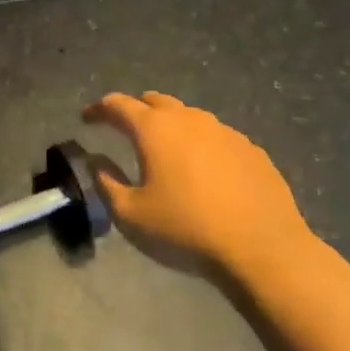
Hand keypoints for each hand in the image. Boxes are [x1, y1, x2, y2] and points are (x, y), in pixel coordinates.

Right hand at [82, 91, 309, 277]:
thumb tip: (97, 161)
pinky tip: (204, 171)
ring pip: (188, 117)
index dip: (98, 109)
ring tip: (165, 151)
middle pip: (154, 101)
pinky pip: (216, 137)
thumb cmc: (186, 230)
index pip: (118, 105)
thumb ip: (106, 183)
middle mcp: (189, 119)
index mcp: (154, 129)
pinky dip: (200, 145)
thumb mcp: (131, 215)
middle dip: (135, 110)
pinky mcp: (251, 149)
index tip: (87, 118)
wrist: (262, 249)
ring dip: (170, 126)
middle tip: (124, 129)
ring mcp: (224, 131)